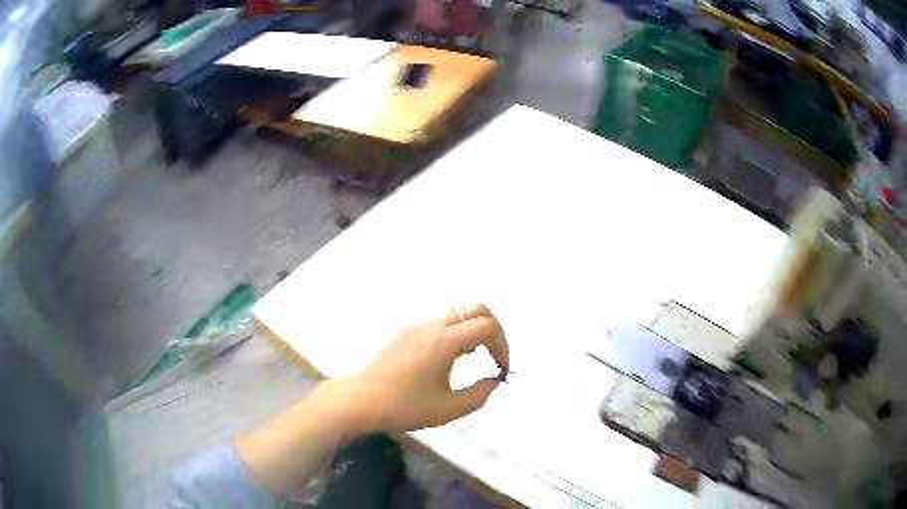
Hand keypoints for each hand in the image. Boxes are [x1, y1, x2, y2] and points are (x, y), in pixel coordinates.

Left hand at [337, 304, 508, 432]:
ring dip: (472, 331)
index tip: (501, 370)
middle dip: (493, 329)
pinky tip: (449, 360)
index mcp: (445, 341)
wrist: (359, 401)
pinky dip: (455, 334)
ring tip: (472, 359)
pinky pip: (440, 323)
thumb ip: (479, 394)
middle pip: (475, 309)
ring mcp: (417, 326)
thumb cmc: (404, 407)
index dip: (503, 346)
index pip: (488, 327)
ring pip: (457, 315)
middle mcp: (432, 326)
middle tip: (494, 355)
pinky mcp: (406, 333)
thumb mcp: (448, 409)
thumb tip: (493, 380)